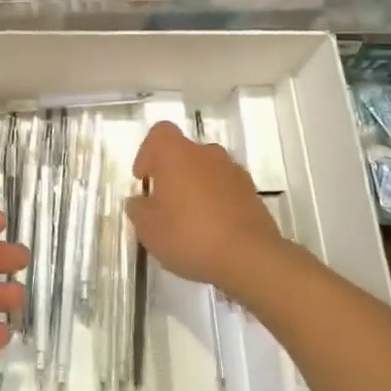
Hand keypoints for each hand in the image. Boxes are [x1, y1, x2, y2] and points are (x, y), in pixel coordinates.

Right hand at [125, 121, 285, 297]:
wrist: (250, 258)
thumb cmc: (189, 234)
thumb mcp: (148, 228)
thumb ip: (138, 209)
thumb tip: (139, 202)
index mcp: (176, 153)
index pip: (159, 133)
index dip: (147, 153)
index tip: (144, 179)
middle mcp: (207, 153)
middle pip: (184, 153)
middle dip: (173, 174)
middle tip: (164, 204)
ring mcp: (234, 172)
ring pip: (207, 171)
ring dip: (196, 188)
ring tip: (190, 221)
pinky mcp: (253, 194)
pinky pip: (226, 190)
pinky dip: (217, 203)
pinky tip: (212, 232)